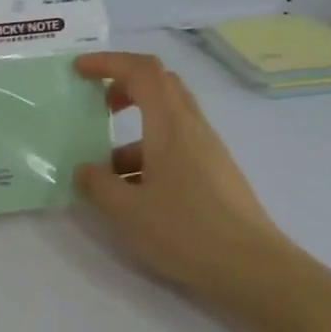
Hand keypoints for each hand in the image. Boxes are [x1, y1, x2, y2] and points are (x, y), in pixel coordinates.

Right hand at [72, 52, 291, 296]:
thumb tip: (84, 170)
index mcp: (170, 126)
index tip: (79, 70)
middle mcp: (193, 129)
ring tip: (105, 172)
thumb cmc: (184, 231)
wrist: (252, 268)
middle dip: (123, 87)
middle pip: (160, 86)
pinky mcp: (215, 174)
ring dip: (132, 133)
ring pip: (166, 121)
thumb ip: (97, 185)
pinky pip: (176, 148)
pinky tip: (133, 194)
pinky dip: (148, 156)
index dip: (108, 63)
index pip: (142, 71)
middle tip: (95, 107)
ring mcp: (208, 151)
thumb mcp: (126, 211)